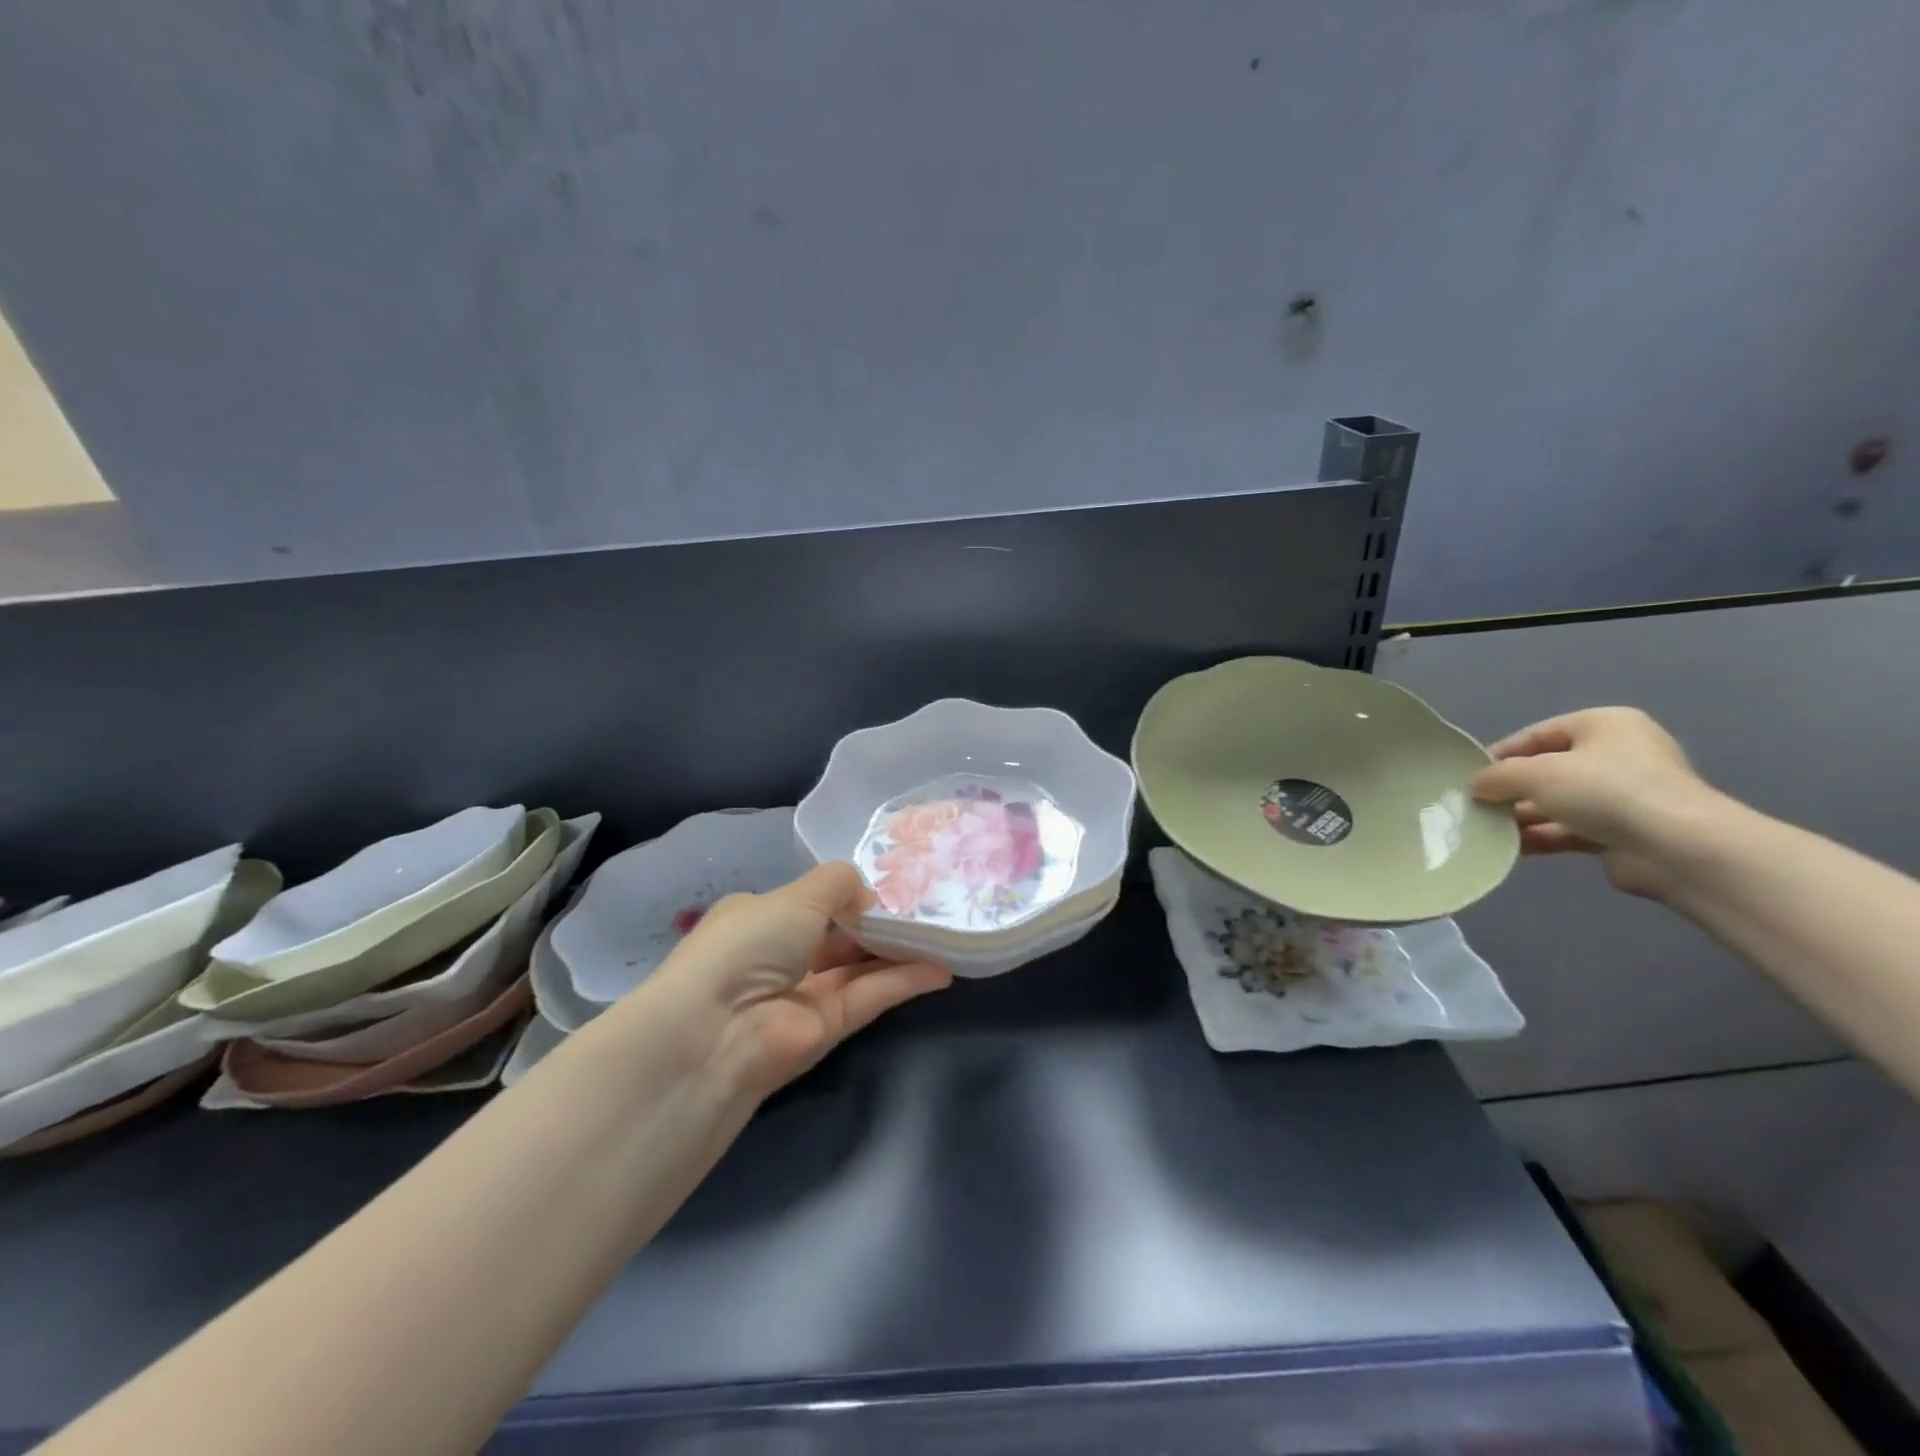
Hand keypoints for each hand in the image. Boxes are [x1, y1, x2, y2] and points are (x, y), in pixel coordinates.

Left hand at [649, 862, 951, 1099]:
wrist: (719, 1031)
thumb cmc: (750, 944)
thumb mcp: (796, 896)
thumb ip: (838, 884)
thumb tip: (867, 896)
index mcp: (759, 918)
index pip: (809, 903)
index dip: (846, 894)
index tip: (889, 885)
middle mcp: (779, 956)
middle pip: (839, 936)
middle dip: (878, 923)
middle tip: (926, 908)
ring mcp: (803, 994)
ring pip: (858, 967)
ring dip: (897, 952)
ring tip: (942, 934)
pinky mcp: (827, 1029)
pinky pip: (869, 996)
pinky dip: (903, 982)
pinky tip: (940, 969)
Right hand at [1470, 707, 1724, 897]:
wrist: (1675, 848)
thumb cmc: (1604, 790)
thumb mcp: (1535, 773)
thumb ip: (1497, 776)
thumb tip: (1475, 786)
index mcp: (1604, 725)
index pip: (1537, 734)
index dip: (1500, 754)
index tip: (1468, 776)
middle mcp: (1617, 755)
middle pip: (1547, 770)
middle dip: (1510, 790)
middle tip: (1474, 805)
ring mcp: (1623, 796)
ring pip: (1556, 803)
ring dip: (1521, 816)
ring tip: (1484, 829)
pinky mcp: (1623, 832)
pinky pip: (1569, 830)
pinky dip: (1540, 836)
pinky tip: (1509, 847)